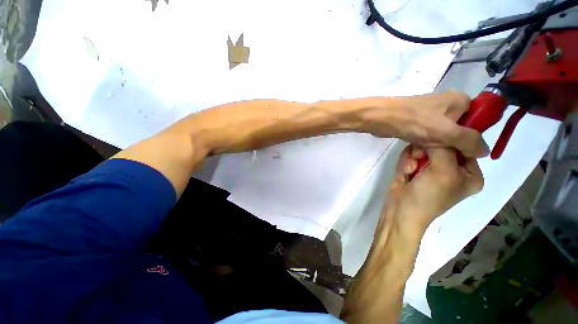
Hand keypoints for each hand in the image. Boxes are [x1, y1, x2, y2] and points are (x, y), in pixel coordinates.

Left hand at [366, 91, 489, 157]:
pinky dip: (423, 144)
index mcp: (461, 100)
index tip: (462, 151)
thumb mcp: (448, 132)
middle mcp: (447, 105)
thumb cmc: (415, 122)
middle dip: (449, 145)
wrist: (382, 118)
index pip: (478, 120)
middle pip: (458, 130)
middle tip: (440, 154)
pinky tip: (416, 151)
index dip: (472, 138)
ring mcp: (430, 113)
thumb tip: (485, 151)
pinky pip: (427, 136)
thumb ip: (470, 141)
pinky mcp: (416, 121)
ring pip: (441, 135)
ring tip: (423, 153)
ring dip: (435, 147)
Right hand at [382, 145, 483, 234]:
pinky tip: (404, 172)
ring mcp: (432, 168)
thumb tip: (437, 130)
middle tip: (419, 159)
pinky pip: (411, 155)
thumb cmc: (428, 196)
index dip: (449, 140)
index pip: (464, 145)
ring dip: (413, 157)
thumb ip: (443, 148)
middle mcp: (453, 169)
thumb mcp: (443, 171)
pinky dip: (406, 162)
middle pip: (440, 145)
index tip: (435, 141)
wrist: (400, 211)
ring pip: (422, 149)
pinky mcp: (415, 169)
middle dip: (426, 151)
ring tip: (410, 170)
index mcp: (470, 173)